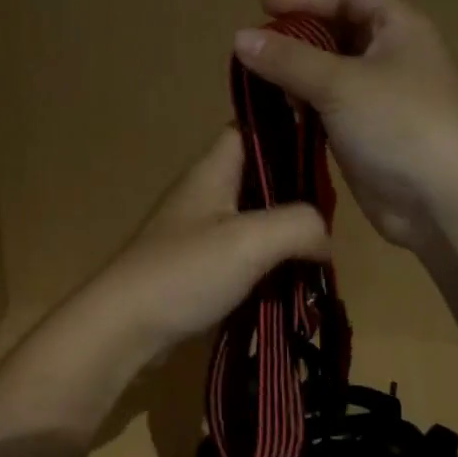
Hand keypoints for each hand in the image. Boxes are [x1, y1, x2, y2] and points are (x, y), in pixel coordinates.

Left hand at [85, 128, 329, 360]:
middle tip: (332, 213)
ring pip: (252, 219)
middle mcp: (204, 194)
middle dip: (293, 192)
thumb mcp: (251, 240)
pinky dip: (265, 263)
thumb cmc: (185, 272)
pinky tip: (291, 280)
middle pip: (256, 177)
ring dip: (282, 234)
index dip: (283, 130)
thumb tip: (324, 238)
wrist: (125, 327)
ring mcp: (197, 232)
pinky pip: (241, 254)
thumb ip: (298, 225)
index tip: (325, 146)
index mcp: (211, 172)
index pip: (247, 129)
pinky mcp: (196, 267)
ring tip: (320, 251)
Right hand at [234, 0, 457, 249]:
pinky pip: (328, 109)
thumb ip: (287, 59)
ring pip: (329, 74)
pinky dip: (303, 107)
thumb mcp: (339, 83)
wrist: (443, 202)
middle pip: (337, 33)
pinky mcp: (367, 134)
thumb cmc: (399, 124)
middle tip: (255, 50)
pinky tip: (276, 114)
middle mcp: (391, 57)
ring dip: (295, 75)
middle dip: (296, 38)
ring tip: (256, 83)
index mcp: (398, 28)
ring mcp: (380, 99)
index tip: (264, 7)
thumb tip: (239, 37)